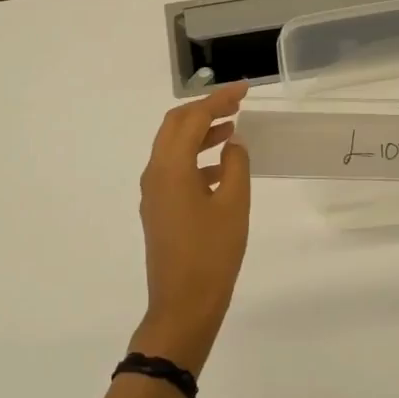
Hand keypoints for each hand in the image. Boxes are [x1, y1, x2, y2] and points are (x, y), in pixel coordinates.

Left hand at [133, 83, 250, 374]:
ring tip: (232, 129)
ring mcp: (153, 192)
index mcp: (170, 166)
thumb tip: (232, 142)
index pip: (193, 118)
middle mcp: (154, 172)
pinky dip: (196, 157)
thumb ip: (235, 165)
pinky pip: (174, 168)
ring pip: (173, 146)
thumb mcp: (233, 206)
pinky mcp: (158, 209)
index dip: (219, 99)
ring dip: (200, 132)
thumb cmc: (211, 255)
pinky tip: (222, 167)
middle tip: (237, 104)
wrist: (182, 307)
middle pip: (175, 125)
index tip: (245, 90)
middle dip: (205, 110)